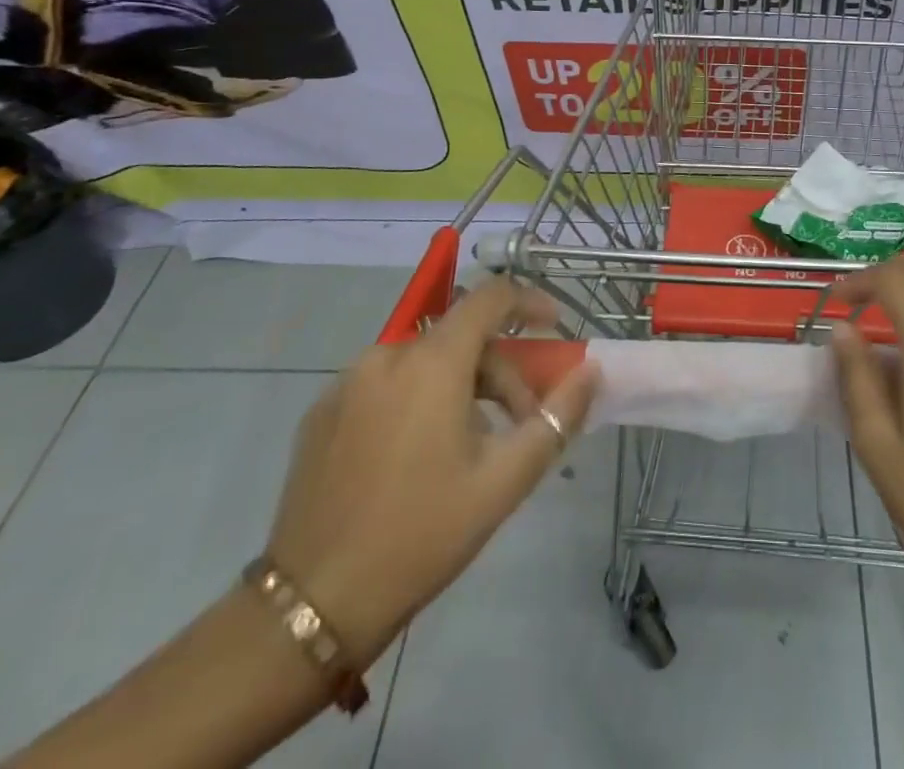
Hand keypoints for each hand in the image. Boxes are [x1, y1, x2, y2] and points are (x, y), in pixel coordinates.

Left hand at [264, 278, 599, 663]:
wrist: (311, 607)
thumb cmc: (422, 534)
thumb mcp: (505, 479)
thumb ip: (557, 416)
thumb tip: (592, 370)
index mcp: (432, 362)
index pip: (490, 296)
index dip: (528, 301)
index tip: (553, 326)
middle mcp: (387, 355)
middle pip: (461, 337)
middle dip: (500, 370)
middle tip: (519, 423)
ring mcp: (347, 382)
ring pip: (424, 360)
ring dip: (459, 386)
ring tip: (469, 447)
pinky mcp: (322, 412)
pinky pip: (387, 383)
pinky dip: (417, 398)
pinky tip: (417, 457)